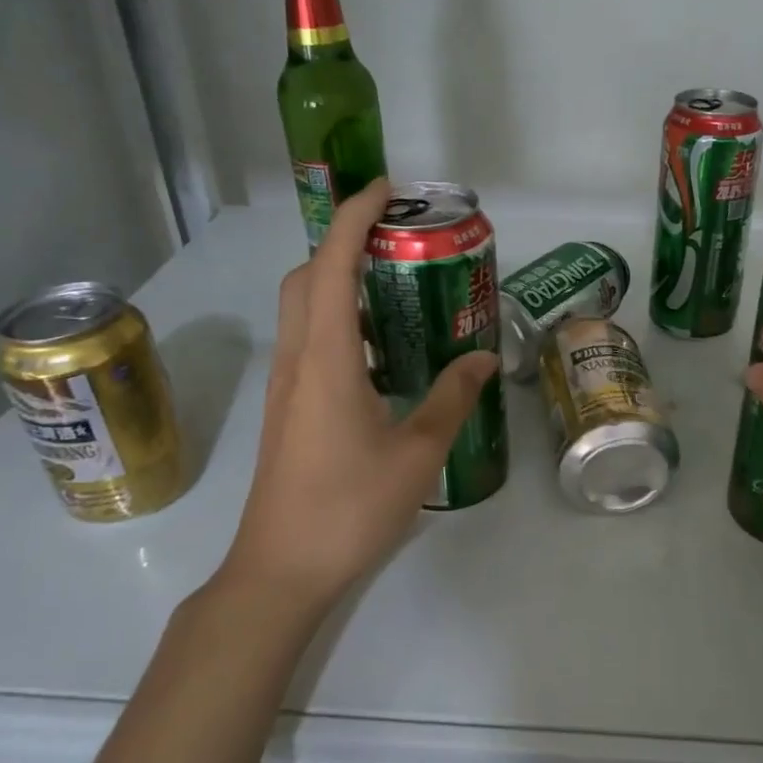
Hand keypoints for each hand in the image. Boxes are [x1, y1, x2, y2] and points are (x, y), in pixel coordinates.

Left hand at [223, 178, 498, 608]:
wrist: (280, 570)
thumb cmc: (349, 509)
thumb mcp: (416, 453)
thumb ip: (452, 399)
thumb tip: (482, 357)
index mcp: (326, 360)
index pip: (330, 266)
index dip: (353, 219)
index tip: (386, 191)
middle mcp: (298, 361)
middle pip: (305, 278)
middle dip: (342, 242)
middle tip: (395, 240)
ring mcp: (287, 386)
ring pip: (301, 309)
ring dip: (338, 281)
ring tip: (394, 285)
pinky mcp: (289, 409)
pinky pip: (309, 341)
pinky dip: (338, 320)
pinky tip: (380, 350)